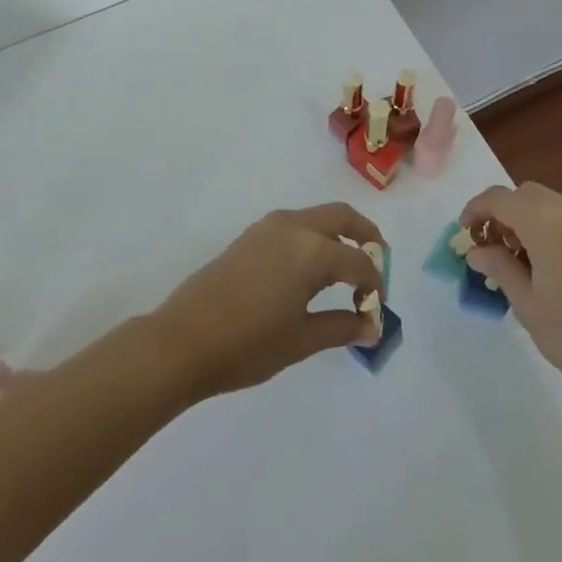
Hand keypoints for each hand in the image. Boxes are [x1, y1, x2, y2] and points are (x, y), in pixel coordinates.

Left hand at [153, 204, 386, 399]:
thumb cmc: (248, 344)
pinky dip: (314, 237)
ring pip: (317, 217)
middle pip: (342, 217)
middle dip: (366, 236)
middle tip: (378, 263)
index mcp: (312, 250)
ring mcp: (269, 227)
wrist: (183, 340)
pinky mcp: (251, 235)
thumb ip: (341, 327)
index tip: (376, 311)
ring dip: (339, 234)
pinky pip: (295, 225)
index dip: (375, 285)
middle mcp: (294, 227)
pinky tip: (311, 270)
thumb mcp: (301, 340)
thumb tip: (371, 326)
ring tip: (346, 270)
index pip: (359, 262)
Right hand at [458, 183, 561, 408]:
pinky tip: (539, 260)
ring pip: (542, 201)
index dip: (475, 210)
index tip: (463, 235)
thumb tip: (474, 251)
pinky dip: (542, 224)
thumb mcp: (526, 304)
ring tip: (511, 257)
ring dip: (521, 217)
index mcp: (547, 224)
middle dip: (499, 213)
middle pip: (522, 194)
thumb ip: (498, 268)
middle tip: (486, 247)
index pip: (499, 198)